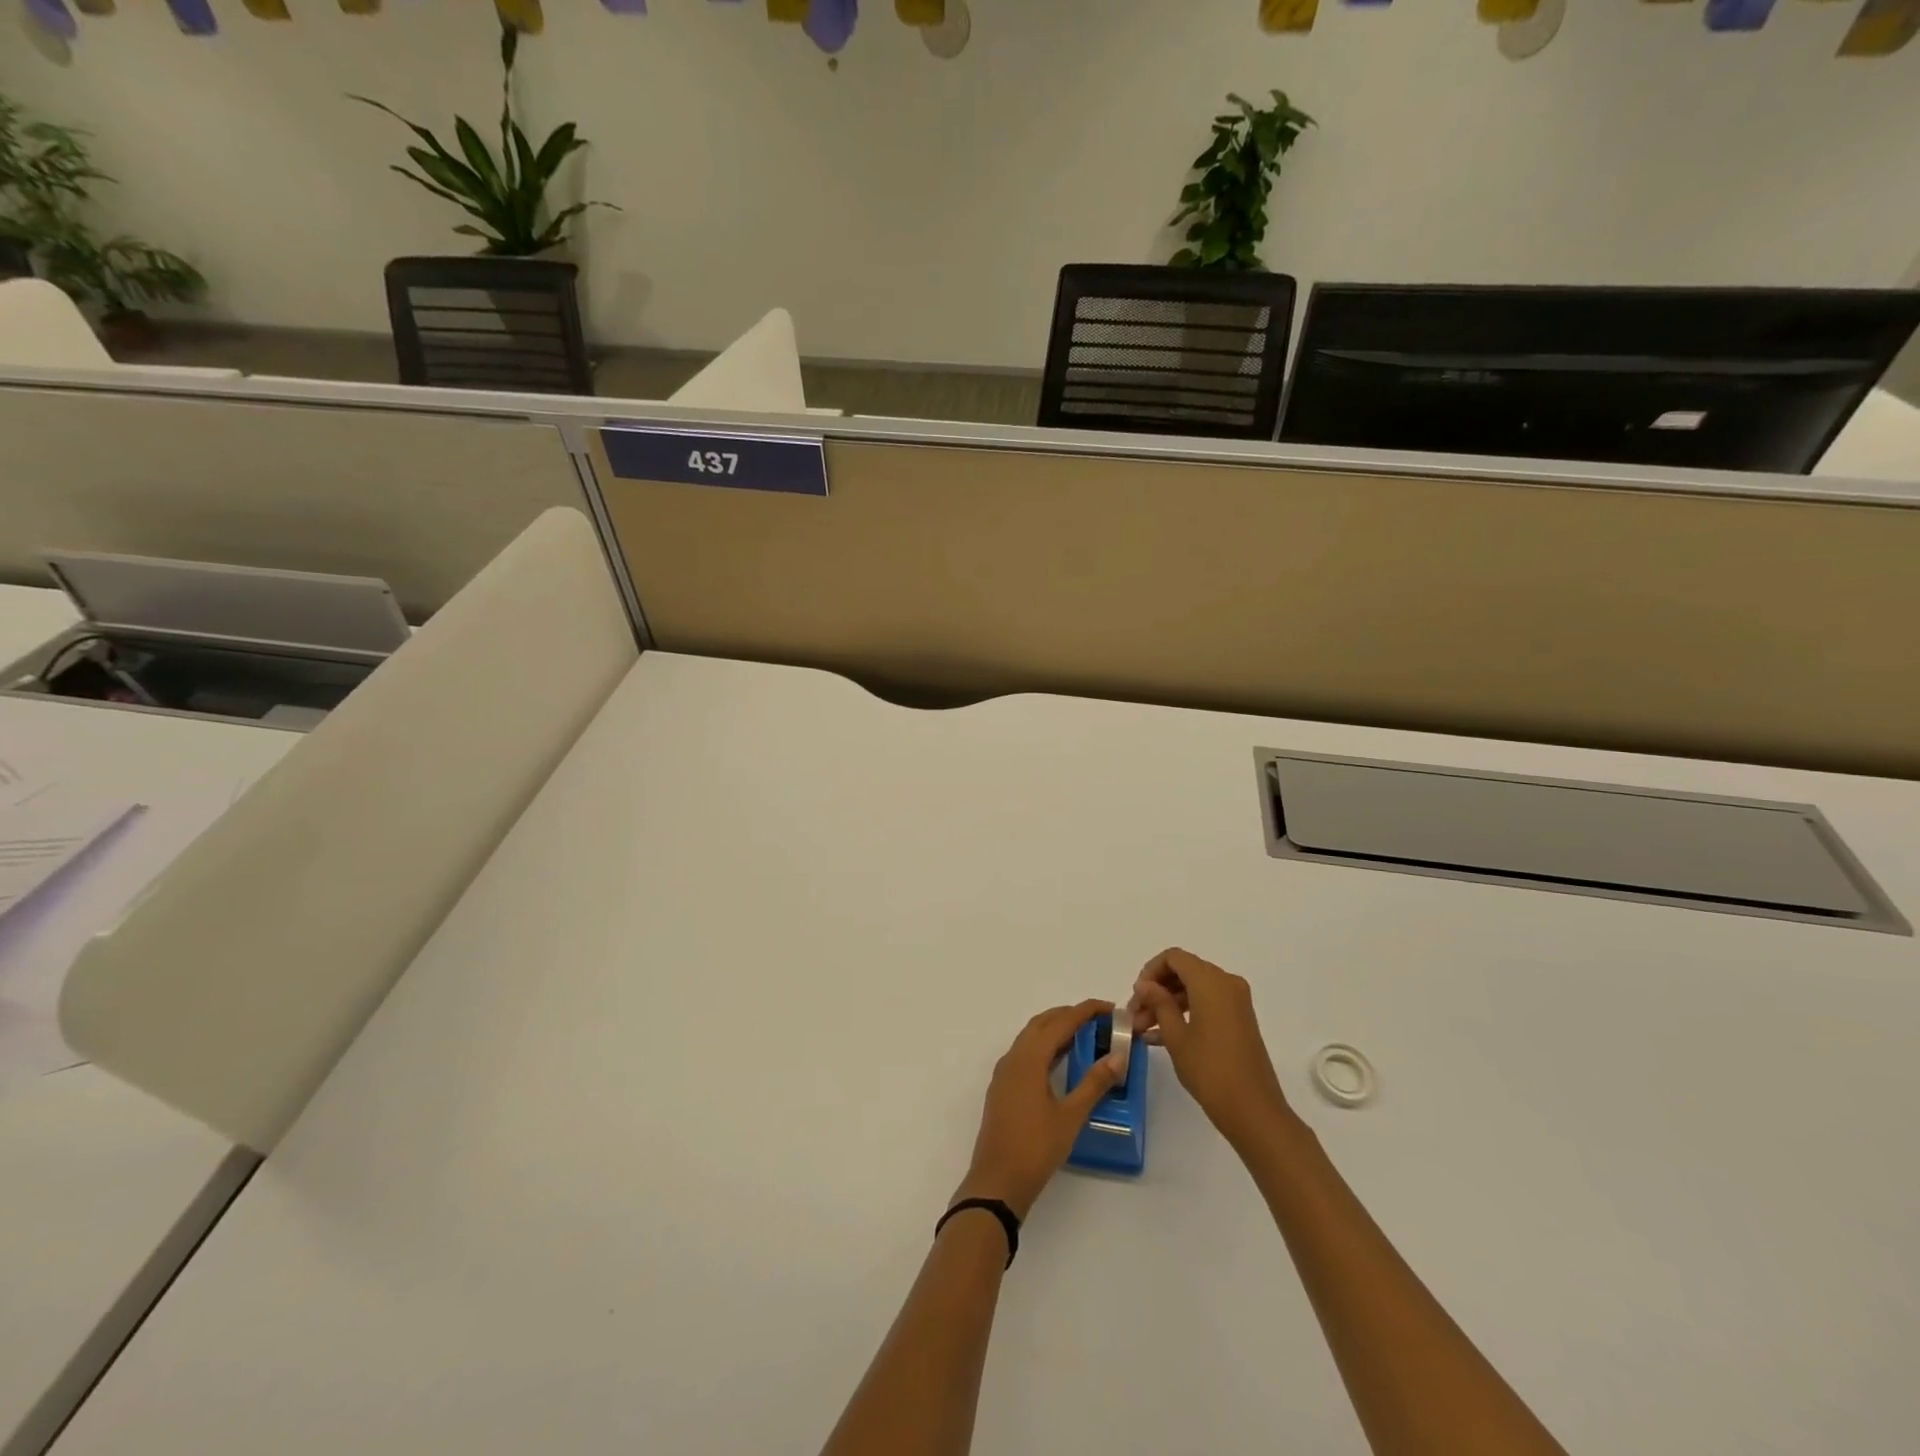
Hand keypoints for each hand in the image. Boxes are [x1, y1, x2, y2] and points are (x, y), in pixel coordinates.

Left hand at [955, 1000, 1125, 1220]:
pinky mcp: (1003, 1086)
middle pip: (1043, 1023)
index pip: (1060, 1022)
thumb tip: (1118, 1057)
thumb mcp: (1071, 1116)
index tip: (1110, 1008)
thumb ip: (1094, 1083)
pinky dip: (1045, 1046)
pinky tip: (1061, 1060)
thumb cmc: (1036, 1148)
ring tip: (1085, 1035)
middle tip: (1099, 1020)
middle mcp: (1013, 1057)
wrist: (997, 1181)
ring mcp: (1005, 1072)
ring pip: (1031, 1037)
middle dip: (1070, 1015)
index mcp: (1029, 1058)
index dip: (1085, 1011)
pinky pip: (1025, 1053)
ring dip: (1056, 1029)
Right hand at [1133, 948, 1292, 1148]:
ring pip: (1194, 990)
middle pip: (1184, 972)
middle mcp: (1226, 983)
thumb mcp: (1176, 1035)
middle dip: (1157, 990)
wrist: (1253, 1110)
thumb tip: (1145, 984)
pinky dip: (1184, 1014)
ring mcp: (1236, 1002)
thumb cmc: (1210, 1070)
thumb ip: (1158, 1003)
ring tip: (1142, 1029)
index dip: (1150, 971)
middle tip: (1135, 1014)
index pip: (1174, 958)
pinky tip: (1159, 1037)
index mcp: (1211, 981)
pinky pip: (1206, 1004)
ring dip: (1167, 1004)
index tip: (1136, 996)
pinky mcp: (1239, 1020)